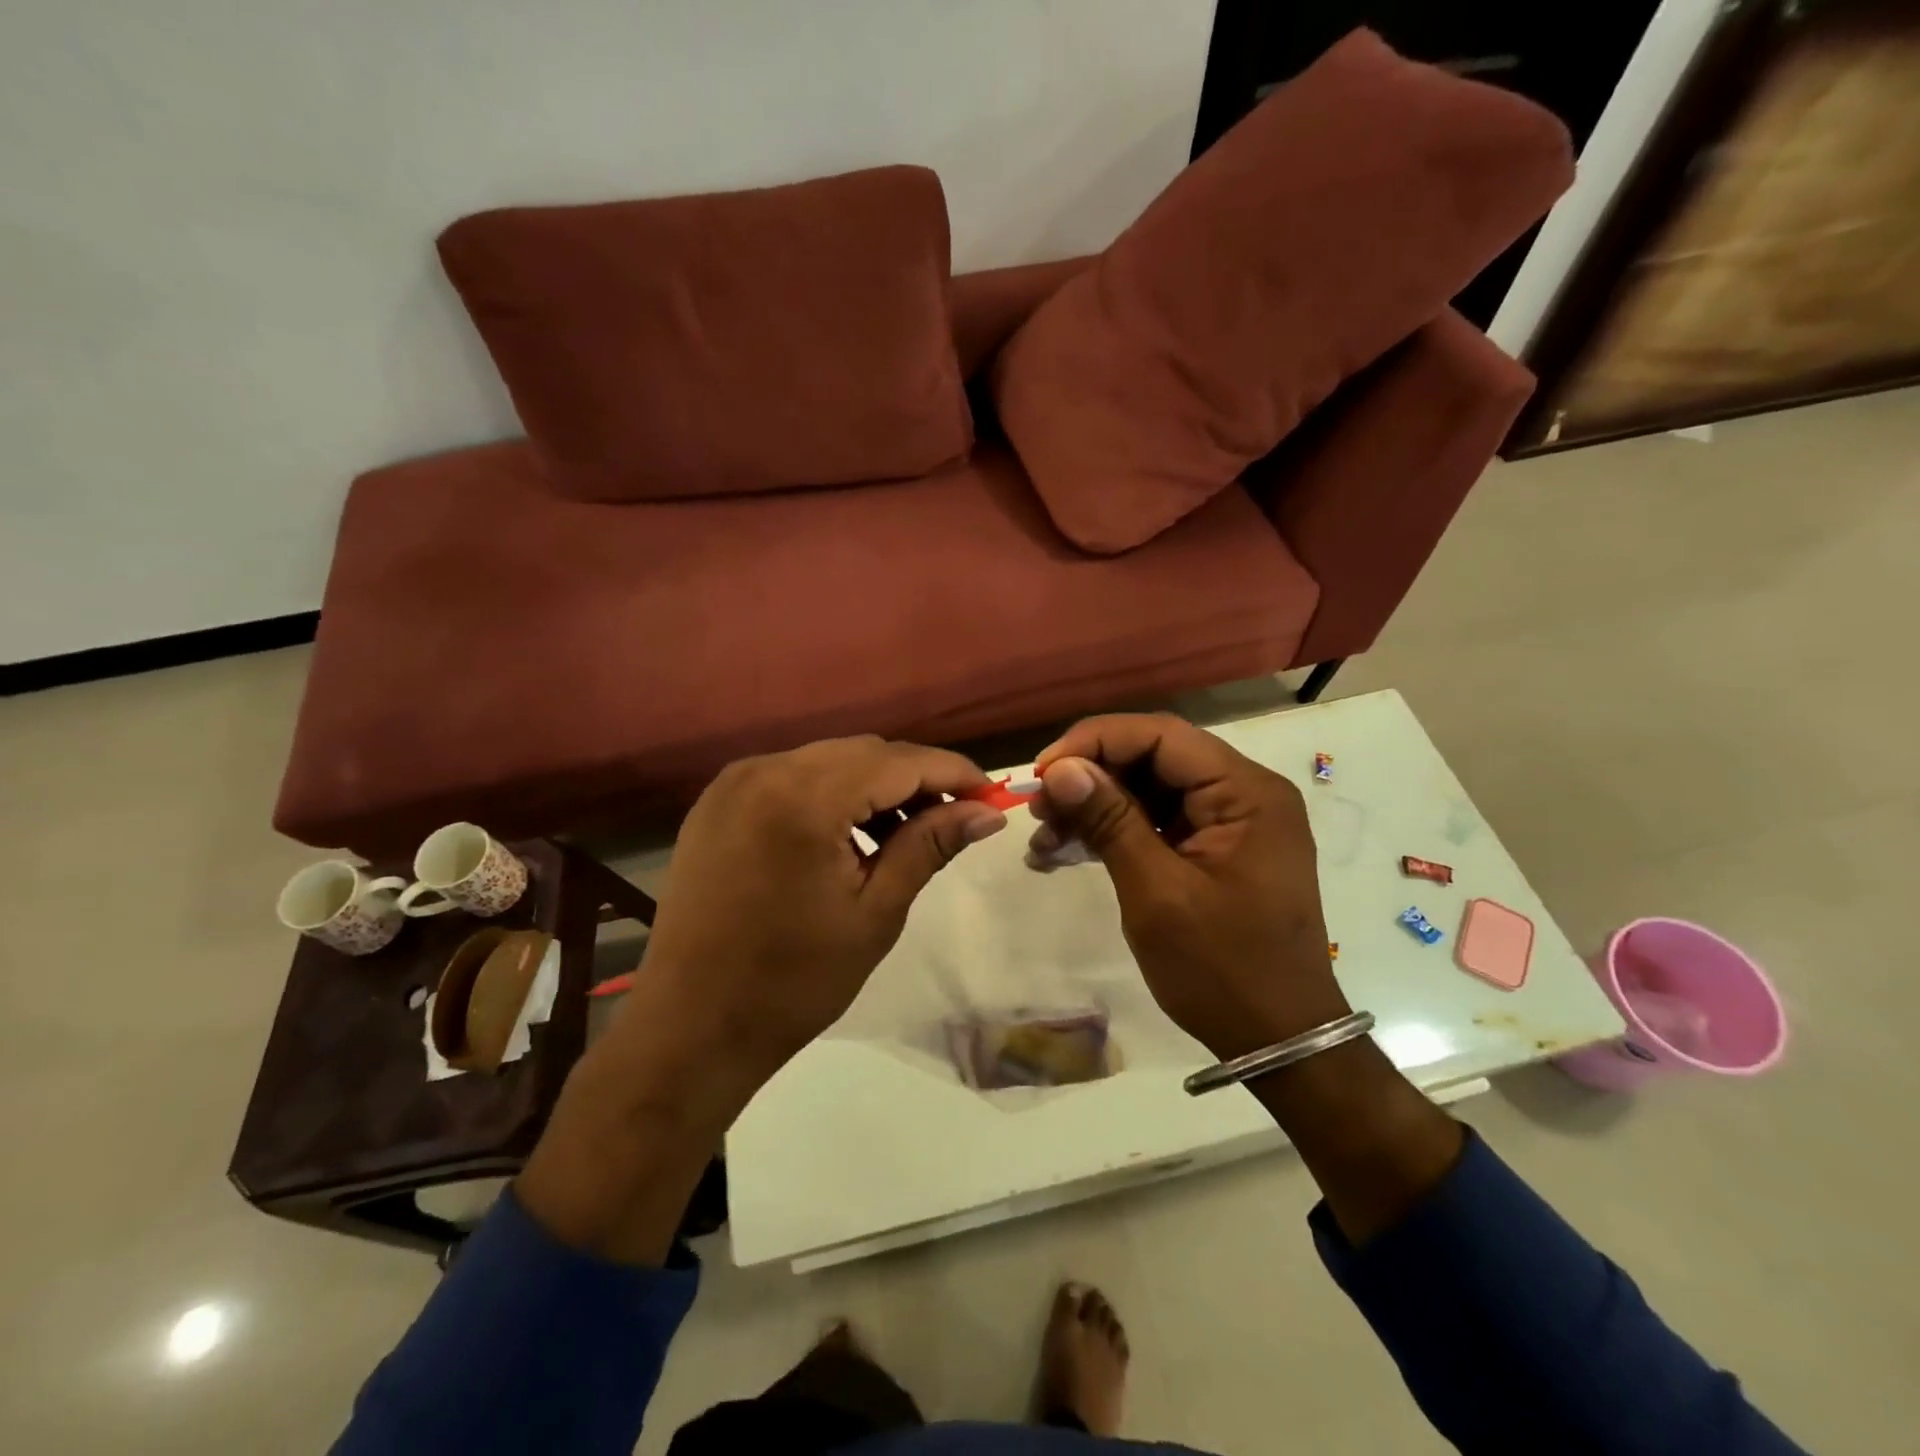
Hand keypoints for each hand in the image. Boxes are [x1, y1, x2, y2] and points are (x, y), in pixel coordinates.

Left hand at [640, 735, 1006, 1083]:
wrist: (690, 1028)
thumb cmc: (793, 982)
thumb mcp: (875, 912)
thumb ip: (930, 846)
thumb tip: (987, 812)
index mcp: (803, 799)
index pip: (898, 761)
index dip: (952, 772)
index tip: (991, 794)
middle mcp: (764, 771)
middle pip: (863, 752)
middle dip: (915, 778)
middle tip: (954, 818)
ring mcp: (733, 783)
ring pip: (828, 761)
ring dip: (874, 785)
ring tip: (905, 833)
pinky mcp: (717, 802)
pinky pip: (791, 778)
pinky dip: (831, 794)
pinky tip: (850, 834)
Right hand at [1029, 713, 1347, 1059]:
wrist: (1278, 1042)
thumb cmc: (1223, 970)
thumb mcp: (1157, 893)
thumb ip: (1110, 821)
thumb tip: (1060, 769)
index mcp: (1246, 793)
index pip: (1161, 735)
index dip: (1096, 742)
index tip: (1044, 772)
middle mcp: (1243, 794)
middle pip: (1153, 758)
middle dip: (1090, 777)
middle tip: (1038, 809)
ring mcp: (1229, 823)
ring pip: (1148, 790)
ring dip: (1094, 807)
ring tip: (1043, 838)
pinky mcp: (1213, 849)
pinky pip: (1156, 822)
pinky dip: (1112, 833)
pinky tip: (1066, 852)